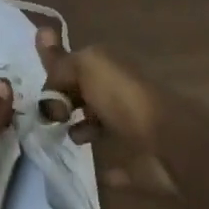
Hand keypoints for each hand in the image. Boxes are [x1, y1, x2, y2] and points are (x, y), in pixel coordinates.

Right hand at [35, 30, 178, 195]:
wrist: (167, 142)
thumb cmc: (122, 98)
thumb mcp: (85, 67)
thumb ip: (61, 62)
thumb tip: (41, 36)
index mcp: (108, 66)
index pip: (74, 65)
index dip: (54, 77)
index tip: (40, 99)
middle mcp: (120, 92)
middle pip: (86, 93)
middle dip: (66, 101)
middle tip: (47, 119)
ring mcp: (132, 127)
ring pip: (101, 124)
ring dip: (83, 128)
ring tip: (66, 138)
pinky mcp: (140, 163)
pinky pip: (121, 166)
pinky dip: (110, 170)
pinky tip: (96, 172)